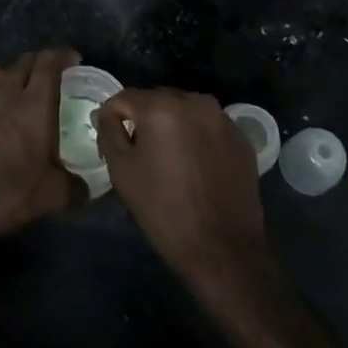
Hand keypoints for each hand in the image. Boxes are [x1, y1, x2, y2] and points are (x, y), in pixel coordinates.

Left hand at [0, 47, 85, 243]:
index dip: (62, 55)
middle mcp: (10, 95)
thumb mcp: (52, 196)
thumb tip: (87, 188)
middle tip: (55, 71)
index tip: (75, 58)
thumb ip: (74, 187)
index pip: (49, 64)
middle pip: (25, 62)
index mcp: (36, 106)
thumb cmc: (9, 192)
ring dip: (18, 69)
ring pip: (3, 71)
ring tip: (27, 77)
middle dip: (42, 60)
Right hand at [96, 88, 267, 290]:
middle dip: (144, 121)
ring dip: (172, 127)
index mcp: (162, 106)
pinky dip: (197, 138)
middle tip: (142, 155)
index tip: (113, 147)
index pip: (124, 98)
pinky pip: (207, 126)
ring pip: (184, 111)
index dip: (113, 120)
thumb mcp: (122, 171)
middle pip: (156, 100)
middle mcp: (194, 101)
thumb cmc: (164, 210)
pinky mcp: (240, 136)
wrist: (224, 249)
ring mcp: (222, 117)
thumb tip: (107, 113)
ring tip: (171, 162)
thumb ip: (108, 132)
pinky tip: (197, 168)